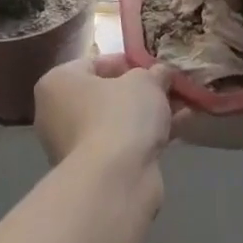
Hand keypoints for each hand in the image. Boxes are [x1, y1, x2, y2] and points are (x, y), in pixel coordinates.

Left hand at [34, 53, 184, 168]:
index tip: (156, 66)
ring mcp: (73, 145)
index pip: (96, 63)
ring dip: (150, 113)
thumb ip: (155, 72)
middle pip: (108, 94)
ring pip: (118, 121)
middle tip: (172, 87)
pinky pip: (124, 144)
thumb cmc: (120, 115)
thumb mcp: (145, 81)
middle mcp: (57, 114)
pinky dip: (148, 135)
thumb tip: (162, 72)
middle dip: (143, 91)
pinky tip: (181, 128)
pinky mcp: (93, 171)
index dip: (130, 62)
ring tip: (185, 106)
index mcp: (58, 83)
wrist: (115, 180)